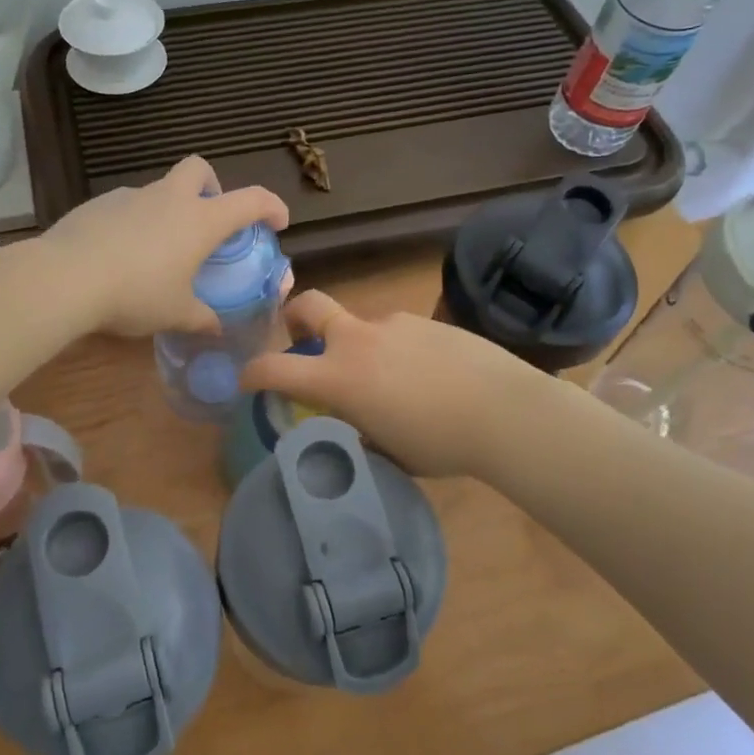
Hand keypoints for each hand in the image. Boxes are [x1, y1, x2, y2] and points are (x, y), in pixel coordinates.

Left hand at [41, 156, 289, 336]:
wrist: (66, 278)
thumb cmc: (135, 294)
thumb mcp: (175, 313)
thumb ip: (201, 318)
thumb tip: (217, 328)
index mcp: (200, 221)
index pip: (250, 200)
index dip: (271, 206)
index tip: (277, 221)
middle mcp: (169, 199)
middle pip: (199, 169)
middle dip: (210, 186)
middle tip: (206, 220)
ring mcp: (130, 196)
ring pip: (159, 190)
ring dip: (167, 210)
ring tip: (157, 251)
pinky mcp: (97, 204)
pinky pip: (127, 207)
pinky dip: (134, 223)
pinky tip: (120, 255)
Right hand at [241, 291, 565, 477]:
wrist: (504, 411)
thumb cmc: (440, 443)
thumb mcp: (388, 450)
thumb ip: (360, 429)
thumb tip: (357, 421)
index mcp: (339, 377)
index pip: (275, 368)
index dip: (253, 374)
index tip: (249, 382)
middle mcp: (357, 340)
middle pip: (309, 305)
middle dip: (295, 316)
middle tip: (303, 339)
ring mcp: (393, 324)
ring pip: (361, 326)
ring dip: (361, 347)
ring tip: (396, 382)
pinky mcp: (425, 320)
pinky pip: (397, 333)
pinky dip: (398, 351)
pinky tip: (429, 375)